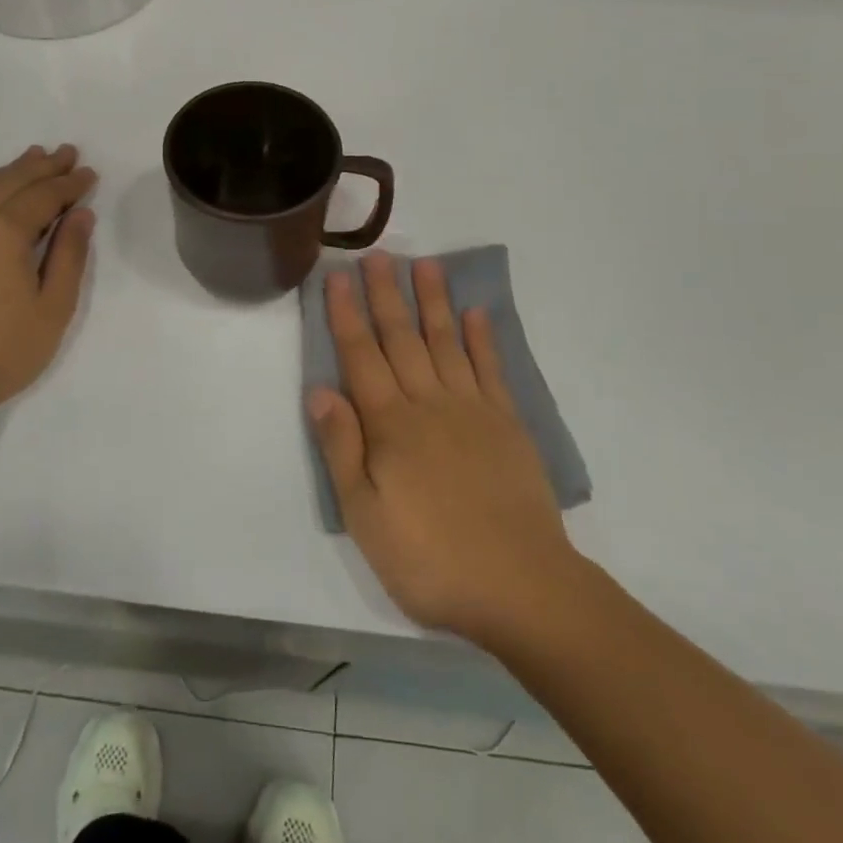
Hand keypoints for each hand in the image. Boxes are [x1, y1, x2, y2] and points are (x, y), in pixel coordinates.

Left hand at [0, 145, 96, 417]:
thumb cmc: (0, 351)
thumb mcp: (52, 308)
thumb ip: (69, 256)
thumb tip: (81, 215)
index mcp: (5, 231)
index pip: (44, 196)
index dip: (70, 184)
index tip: (89, 173)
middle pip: (12, 181)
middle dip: (43, 166)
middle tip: (66, 152)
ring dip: (12, 170)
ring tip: (33, 156)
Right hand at [308, 252, 586, 649]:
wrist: (522, 588)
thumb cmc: (431, 559)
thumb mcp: (366, 517)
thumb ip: (342, 450)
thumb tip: (319, 390)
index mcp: (390, 426)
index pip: (361, 357)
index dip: (347, 315)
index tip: (338, 277)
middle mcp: (429, 404)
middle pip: (402, 338)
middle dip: (386, 294)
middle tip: (378, 254)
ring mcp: (472, 409)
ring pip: (446, 343)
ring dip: (433, 302)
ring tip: (425, 264)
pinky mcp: (506, 423)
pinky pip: (490, 370)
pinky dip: (482, 339)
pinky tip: (475, 313)